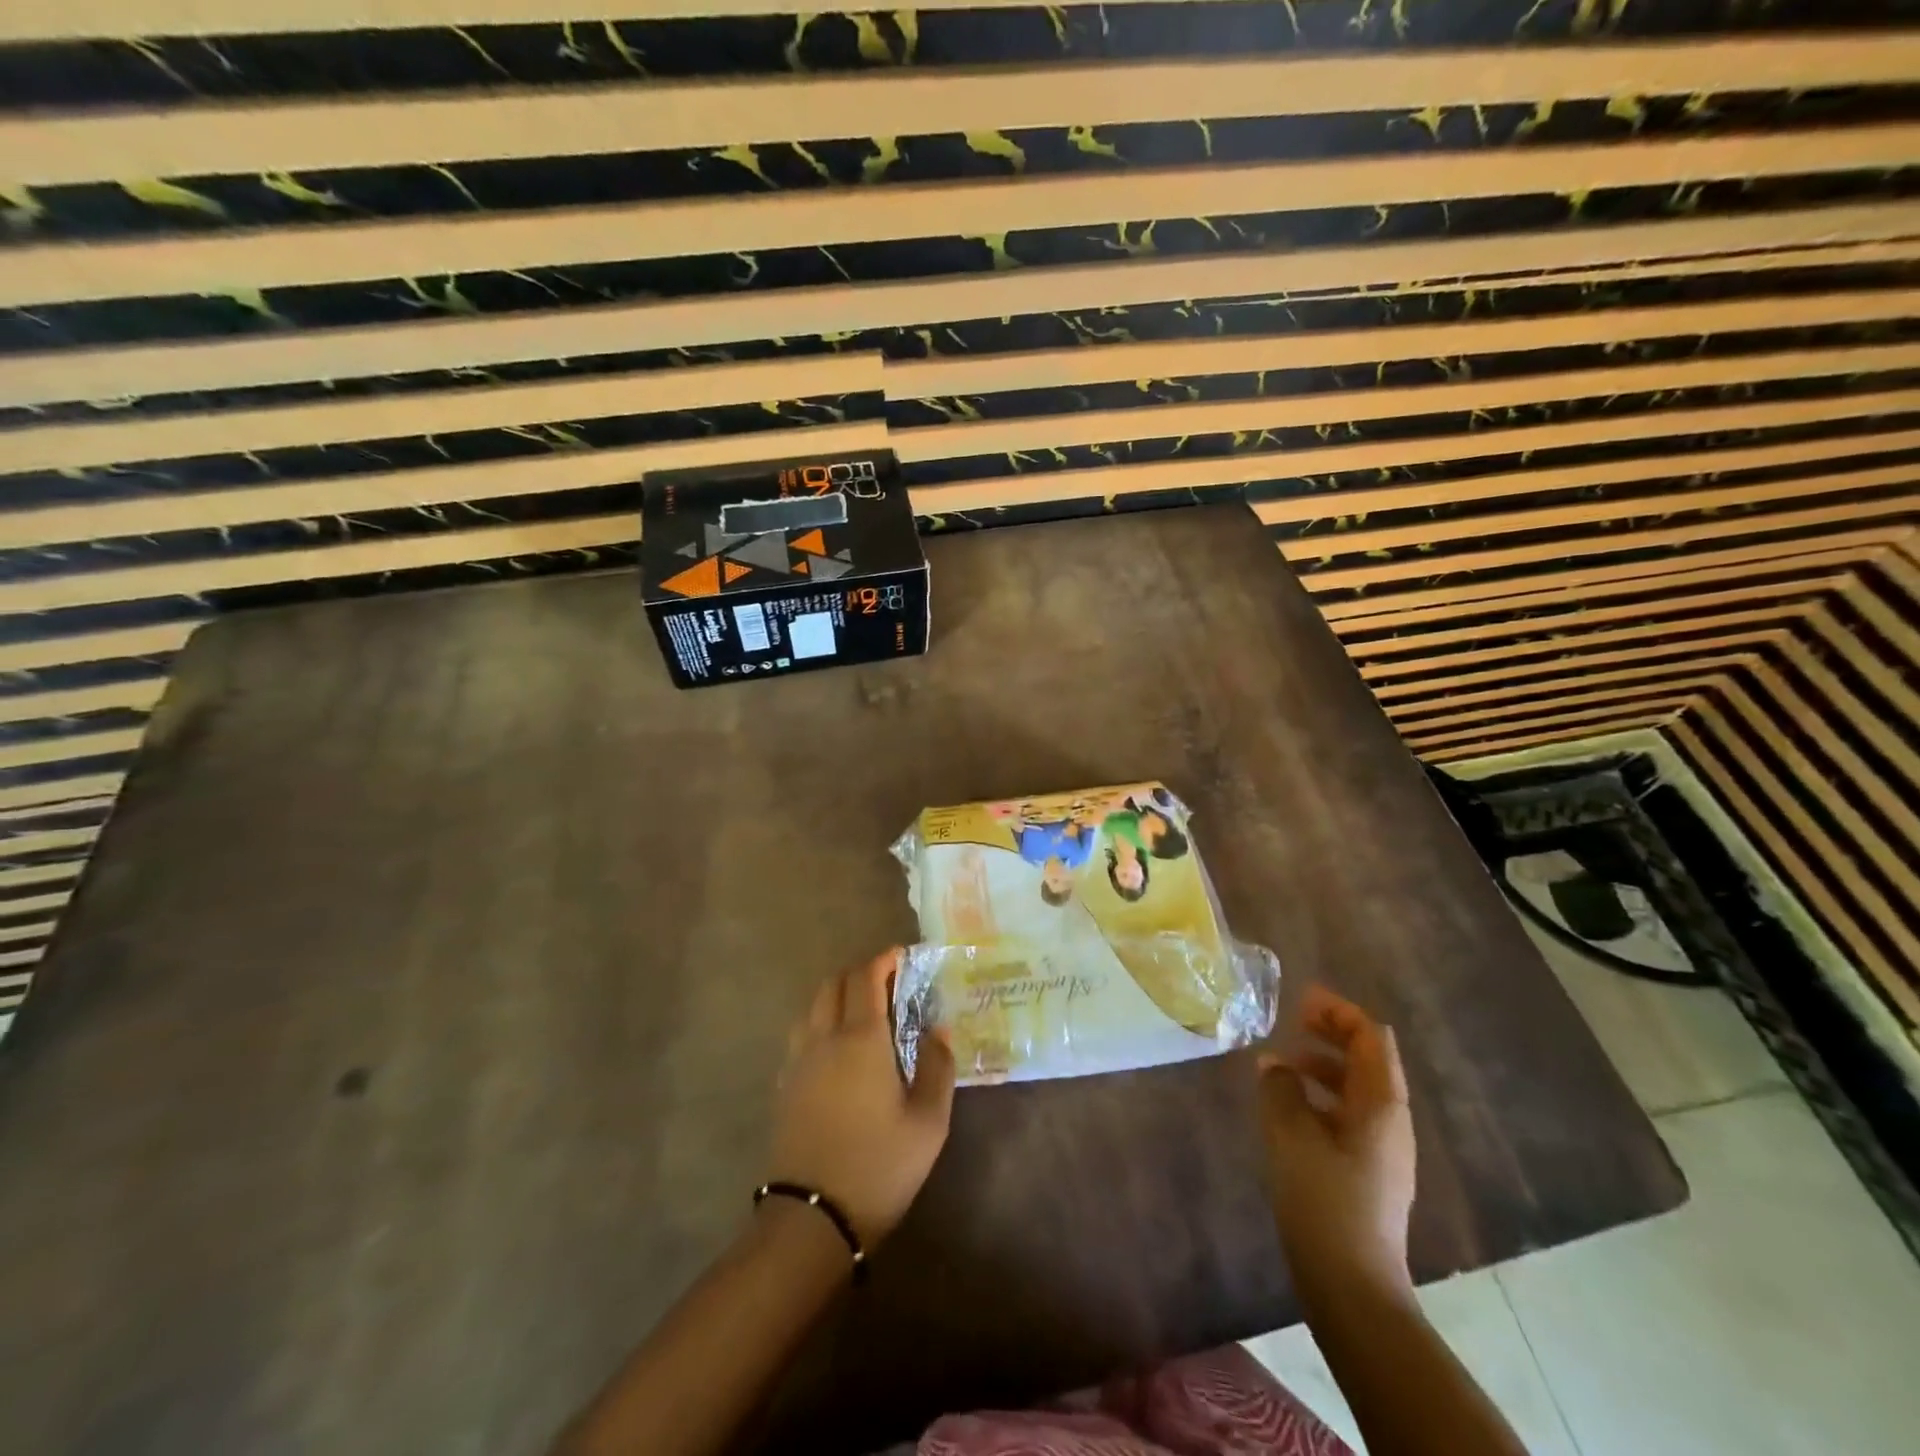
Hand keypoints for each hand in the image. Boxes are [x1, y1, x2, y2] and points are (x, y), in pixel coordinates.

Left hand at [767, 949, 955, 1245]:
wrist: (812, 1219)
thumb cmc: (879, 1166)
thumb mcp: (928, 1122)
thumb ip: (937, 1067)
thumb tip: (938, 1031)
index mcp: (860, 1039)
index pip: (866, 977)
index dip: (884, 960)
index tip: (902, 956)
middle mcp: (824, 1038)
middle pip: (833, 983)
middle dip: (860, 972)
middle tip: (887, 982)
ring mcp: (798, 1061)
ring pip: (812, 1005)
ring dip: (837, 994)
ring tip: (863, 1011)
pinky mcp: (784, 1085)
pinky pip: (801, 1033)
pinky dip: (821, 1021)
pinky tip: (838, 1047)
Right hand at [1256, 985, 1416, 1298]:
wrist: (1353, 1286)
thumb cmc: (1324, 1200)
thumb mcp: (1291, 1135)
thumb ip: (1279, 1090)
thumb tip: (1274, 1064)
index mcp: (1381, 1105)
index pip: (1371, 1038)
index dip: (1339, 1011)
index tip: (1301, 999)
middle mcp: (1390, 1121)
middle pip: (1367, 1060)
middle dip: (1332, 1034)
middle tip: (1291, 1020)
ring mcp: (1383, 1150)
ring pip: (1356, 1089)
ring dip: (1322, 1066)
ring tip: (1281, 1063)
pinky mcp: (1368, 1173)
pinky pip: (1348, 1115)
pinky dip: (1321, 1097)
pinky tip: (1288, 1107)